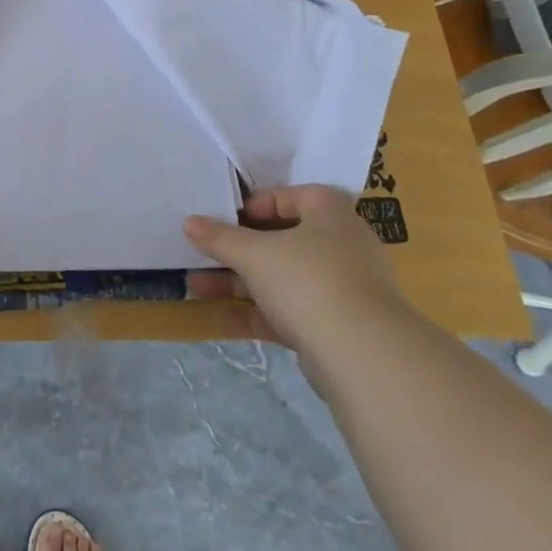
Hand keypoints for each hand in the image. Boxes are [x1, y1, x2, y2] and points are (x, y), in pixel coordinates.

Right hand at [183, 186, 407, 354]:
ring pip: (280, 279)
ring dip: (237, 282)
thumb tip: (189, 222)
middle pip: (281, 240)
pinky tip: (216, 316)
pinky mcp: (332, 327)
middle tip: (201, 252)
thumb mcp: (254, 253)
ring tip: (194, 285)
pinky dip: (253, 312)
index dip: (257, 203)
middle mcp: (340, 247)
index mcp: (330, 215)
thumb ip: (219, 237)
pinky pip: (285, 312)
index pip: (293, 196)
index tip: (225, 216)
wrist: (363, 354)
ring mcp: (339, 290)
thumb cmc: (308, 279)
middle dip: (236, 248)